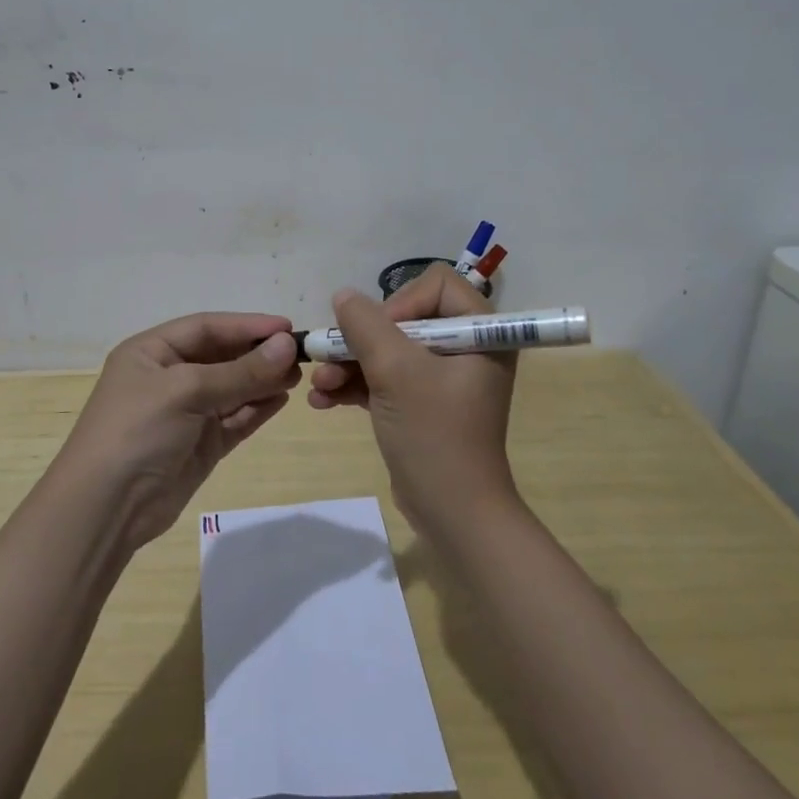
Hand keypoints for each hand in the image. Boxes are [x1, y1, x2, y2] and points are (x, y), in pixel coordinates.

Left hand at [57, 312, 301, 551]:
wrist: (106, 508)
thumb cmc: (137, 431)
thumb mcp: (186, 391)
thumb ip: (240, 371)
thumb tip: (287, 346)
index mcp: (152, 352)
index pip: (207, 327)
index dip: (247, 325)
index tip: (287, 328)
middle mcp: (168, 377)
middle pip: (222, 357)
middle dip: (258, 355)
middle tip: (300, 356)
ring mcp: (185, 413)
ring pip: (232, 388)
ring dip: (262, 381)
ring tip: (297, 377)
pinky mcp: (200, 445)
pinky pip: (235, 419)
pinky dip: (256, 409)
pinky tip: (281, 400)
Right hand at [306, 265, 519, 536]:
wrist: (452, 513)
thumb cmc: (433, 434)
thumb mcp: (395, 372)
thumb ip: (366, 326)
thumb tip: (344, 296)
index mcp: (479, 332)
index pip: (435, 285)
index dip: (399, 302)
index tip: (378, 334)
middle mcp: (465, 348)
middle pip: (403, 318)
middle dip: (361, 340)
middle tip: (330, 360)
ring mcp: (443, 378)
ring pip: (388, 350)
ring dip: (350, 364)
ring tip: (320, 386)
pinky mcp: (423, 403)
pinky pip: (386, 379)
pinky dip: (356, 385)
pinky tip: (323, 400)